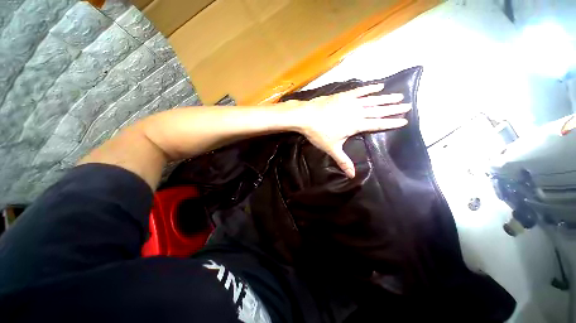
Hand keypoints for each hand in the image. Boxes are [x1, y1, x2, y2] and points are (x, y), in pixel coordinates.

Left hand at [289, 84, 410, 177]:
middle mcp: (357, 112)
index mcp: (356, 125)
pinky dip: (369, 88)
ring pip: (372, 100)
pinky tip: (379, 86)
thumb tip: (352, 176)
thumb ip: (343, 161)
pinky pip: (359, 90)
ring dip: (386, 98)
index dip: (391, 123)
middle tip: (408, 105)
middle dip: (393, 109)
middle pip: (378, 111)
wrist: (306, 117)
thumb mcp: (332, 149)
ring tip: (399, 95)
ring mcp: (350, 102)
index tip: (404, 120)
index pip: (377, 124)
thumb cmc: (319, 133)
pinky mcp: (343, 95)